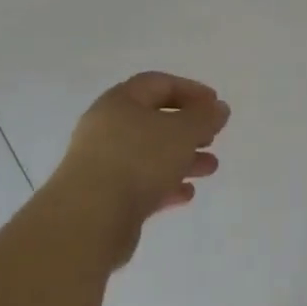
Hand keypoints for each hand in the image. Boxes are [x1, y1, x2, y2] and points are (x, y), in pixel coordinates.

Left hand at [48, 72, 230, 265]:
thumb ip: (205, 117)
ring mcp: (103, 164)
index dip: (190, 90)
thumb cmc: (138, 161)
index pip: (158, 84)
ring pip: (149, 155)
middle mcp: (106, 128)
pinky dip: (165, 185)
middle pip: (153, 120)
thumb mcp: (183, 131)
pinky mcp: (104, 198)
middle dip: (188, 128)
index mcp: (120, 102)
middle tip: (212, 137)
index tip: (216, 104)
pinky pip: (140, 184)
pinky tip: (186, 194)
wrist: (88, 221)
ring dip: (182, 158)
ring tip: (210, 168)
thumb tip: (218, 108)